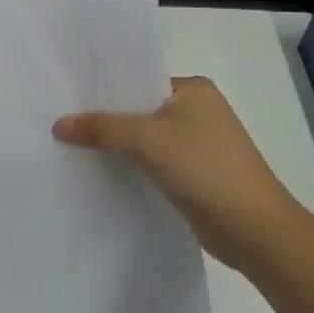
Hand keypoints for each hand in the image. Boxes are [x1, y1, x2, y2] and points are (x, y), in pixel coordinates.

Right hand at [54, 76, 299, 266]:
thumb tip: (58, 125)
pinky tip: (98, 169)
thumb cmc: (206, 169)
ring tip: (69, 144)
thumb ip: (102, 128)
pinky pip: (149, 160)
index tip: (66, 96)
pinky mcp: (191, 174)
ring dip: (115, 143)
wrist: (255, 232)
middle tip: (60, 120)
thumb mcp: (148, 141)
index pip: (138, 80)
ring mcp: (195, 144)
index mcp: (193, 89)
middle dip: (105, 117)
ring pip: (142, 137)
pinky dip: (128, 163)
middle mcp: (195, 110)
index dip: (103, 89)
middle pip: (137, 109)